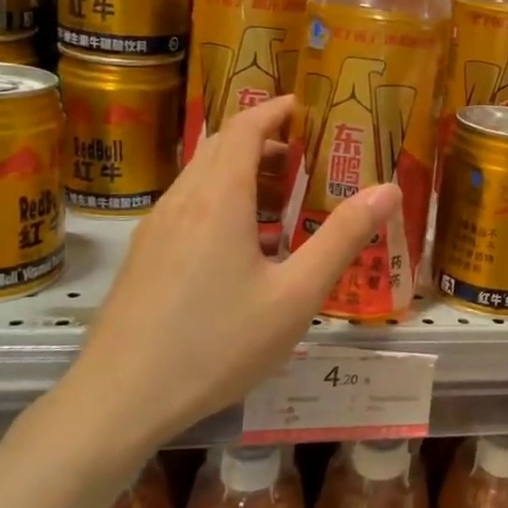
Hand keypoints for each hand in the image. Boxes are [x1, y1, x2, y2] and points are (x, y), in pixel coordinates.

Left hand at [59, 95, 402, 446]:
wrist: (119, 398)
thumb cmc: (217, 344)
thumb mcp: (295, 295)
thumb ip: (343, 238)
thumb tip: (388, 189)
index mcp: (219, 198)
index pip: (245, 127)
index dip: (276, 110)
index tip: (305, 108)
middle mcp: (182, 201)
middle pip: (221, 147)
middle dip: (264, 142)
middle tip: (304, 160)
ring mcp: (155, 228)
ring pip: (201, 178)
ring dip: (241, 174)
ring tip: (281, 204)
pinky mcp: (143, 256)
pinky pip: (187, 207)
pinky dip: (220, 202)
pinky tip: (241, 249)